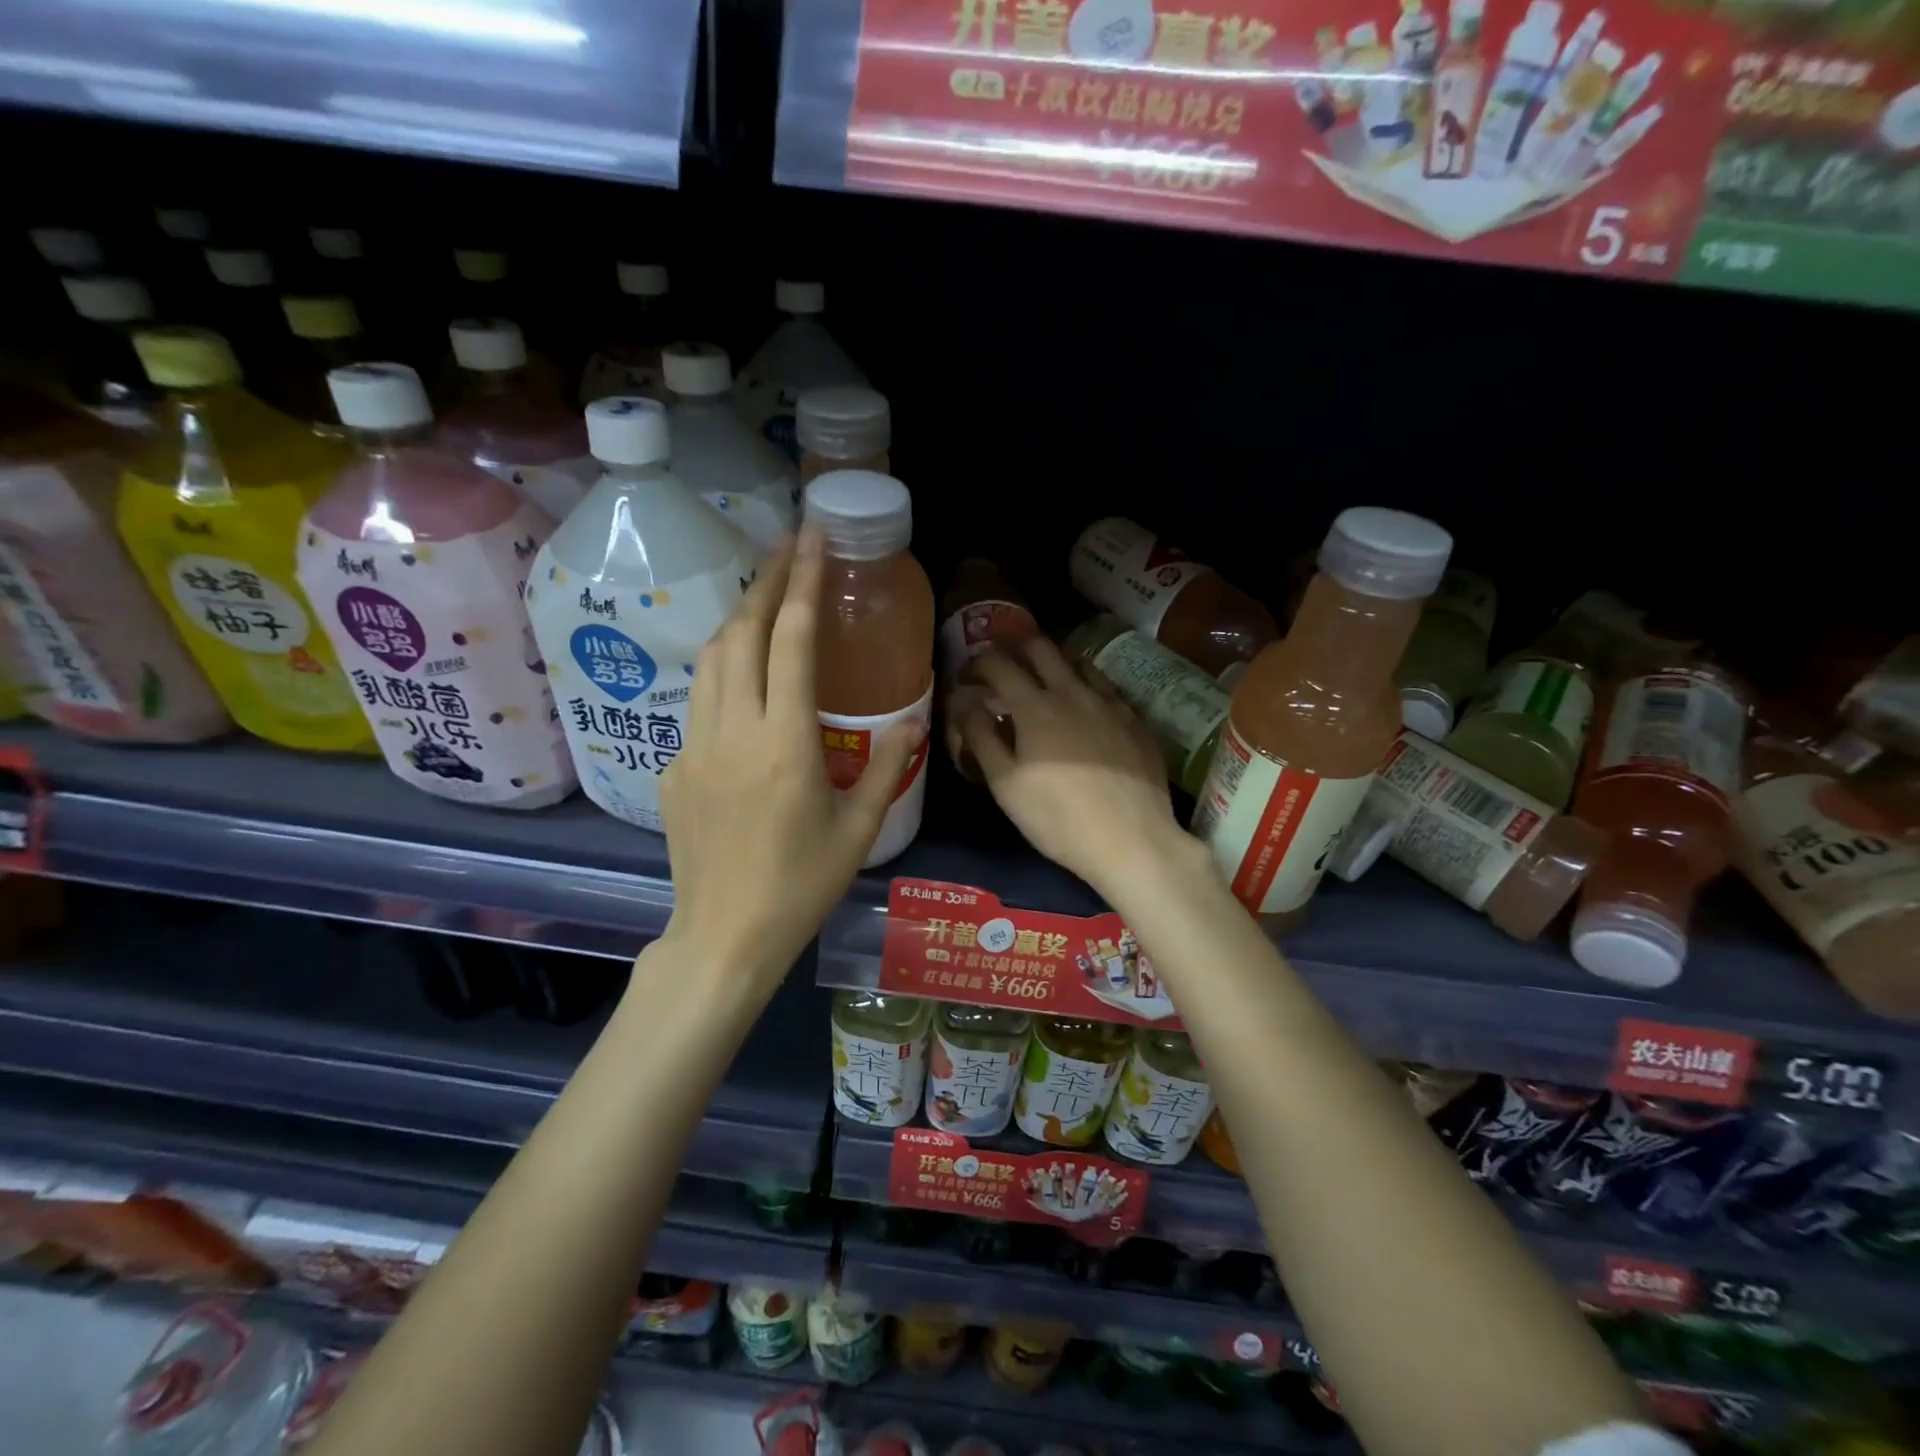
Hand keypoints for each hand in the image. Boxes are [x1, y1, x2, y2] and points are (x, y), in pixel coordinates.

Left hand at [657, 526, 923, 1001]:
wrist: (724, 937)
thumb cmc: (800, 886)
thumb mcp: (859, 829)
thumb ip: (887, 766)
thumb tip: (909, 721)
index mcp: (784, 742)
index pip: (790, 640)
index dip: (801, 581)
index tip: (811, 537)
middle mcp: (731, 730)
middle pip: (739, 633)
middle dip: (764, 581)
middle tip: (787, 548)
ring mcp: (692, 747)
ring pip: (709, 661)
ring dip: (736, 621)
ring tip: (763, 600)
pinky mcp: (671, 769)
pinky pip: (698, 705)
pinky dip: (723, 676)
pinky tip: (743, 690)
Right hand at [956, 639, 1198, 900]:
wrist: (1132, 841)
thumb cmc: (1058, 818)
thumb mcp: (1005, 784)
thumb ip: (980, 735)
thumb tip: (962, 700)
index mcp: (1035, 706)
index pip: (998, 664)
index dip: (977, 662)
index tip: (967, 675)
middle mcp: (1073, 692)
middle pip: (1041, 647)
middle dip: (1015, 648)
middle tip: (1003, 667)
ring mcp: (1110, 703)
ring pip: (1078, 662)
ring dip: (1053, 662)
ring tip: (1043, 682)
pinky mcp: (1136, 720)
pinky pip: (1106, 688)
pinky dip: (1085, 686)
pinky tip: (1085, 708)